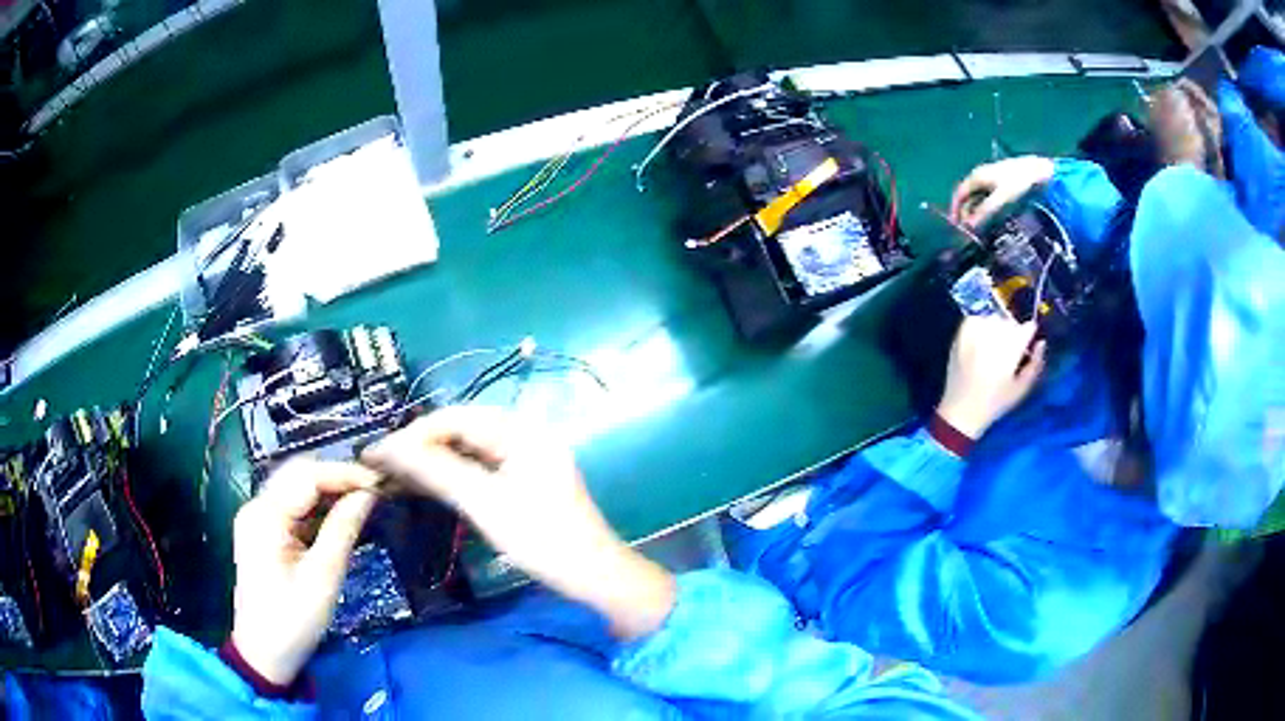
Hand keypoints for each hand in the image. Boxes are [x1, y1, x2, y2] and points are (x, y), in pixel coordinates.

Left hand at [230, 459, 379, 685]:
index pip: (307, 476)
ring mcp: (257, 518)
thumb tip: (368, 494)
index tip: (379, 483)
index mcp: (265, 516)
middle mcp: (256, 507)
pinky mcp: (263, 532)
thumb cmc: (293, 620)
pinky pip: (292, 506)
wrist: (263, 653)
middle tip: (374, 489)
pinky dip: (316, 507)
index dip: (344, 474)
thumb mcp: (323, 577)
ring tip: (362, 498)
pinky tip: (339, 515)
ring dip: (328, 490)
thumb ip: (343, 530)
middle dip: (336, 477)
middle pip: (298, 474)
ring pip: (295, 488)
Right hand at [362, 407, 674, 639]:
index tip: (376, 453)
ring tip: (395, 475)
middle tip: (383, 466)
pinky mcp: (524, 483)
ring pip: (467, 451)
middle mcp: (524, 436)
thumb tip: (386, 448)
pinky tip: (427, 486)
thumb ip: (436, 471)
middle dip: (420, 446)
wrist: (593, 576)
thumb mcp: (484, 503)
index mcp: (520, 431)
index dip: (413, 434)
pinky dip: (452, 476)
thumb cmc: (542, 538)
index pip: (454, 418)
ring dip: (433, 461)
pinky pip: (479, 469)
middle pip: (460, 431)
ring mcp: (526, 460)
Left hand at [937, 316, 1046, 438]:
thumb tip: (1041, 342)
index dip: (1029, 334)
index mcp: (1009, 352)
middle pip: (1010, 322)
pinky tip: (981, 340)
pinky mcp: (960, 334)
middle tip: (1010, 349)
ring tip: (995, 346)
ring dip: (998, 327)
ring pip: (993, 318)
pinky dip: (981, 324)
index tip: (1027, 343)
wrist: (961, 411)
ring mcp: (974, 335)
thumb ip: (1036, 364)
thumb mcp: (1022, 389)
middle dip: (1014, 332)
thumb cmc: (995, 403)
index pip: (1026, 328)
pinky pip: (975, 318)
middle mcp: (992, 339)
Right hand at [949, 156, 1055, 228]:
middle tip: (969, 230)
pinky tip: (992, 216)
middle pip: (968, 196)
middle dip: (966, 212)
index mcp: (977, 177)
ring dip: (976, 211)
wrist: (1038, 171)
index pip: (959, 194)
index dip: (955, 210)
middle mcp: (981, 175)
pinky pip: (987, 196)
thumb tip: (969, 226)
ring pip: (978, 196)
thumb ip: (985, 212)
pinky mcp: (1001, 181)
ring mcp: (991, 177)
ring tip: (980, 226)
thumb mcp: (1001, 199)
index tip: (956, 227)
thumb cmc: (1019, 183)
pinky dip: (986, 207)